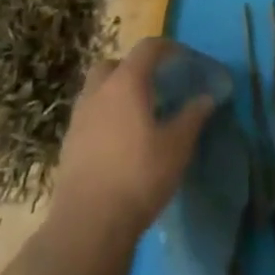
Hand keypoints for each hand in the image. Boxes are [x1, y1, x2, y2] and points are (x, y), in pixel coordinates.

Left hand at [52, 38, 215, 246]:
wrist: (87, 226)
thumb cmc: (138, 177)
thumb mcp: (177, 147)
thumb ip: (193, 117)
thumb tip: (206, 97)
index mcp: (126, 83)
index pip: (148, 48)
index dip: (169, 48)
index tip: (185, 60)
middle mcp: (98, 92)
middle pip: (113, 64)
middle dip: (133, 68)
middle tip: (154, 86)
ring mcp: (79, 119)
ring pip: (97, 91)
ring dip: (116, 94)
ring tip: (138, 117)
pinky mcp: (68, 146)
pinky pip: (89, 117)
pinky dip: (105, 119)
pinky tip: (120, 143)